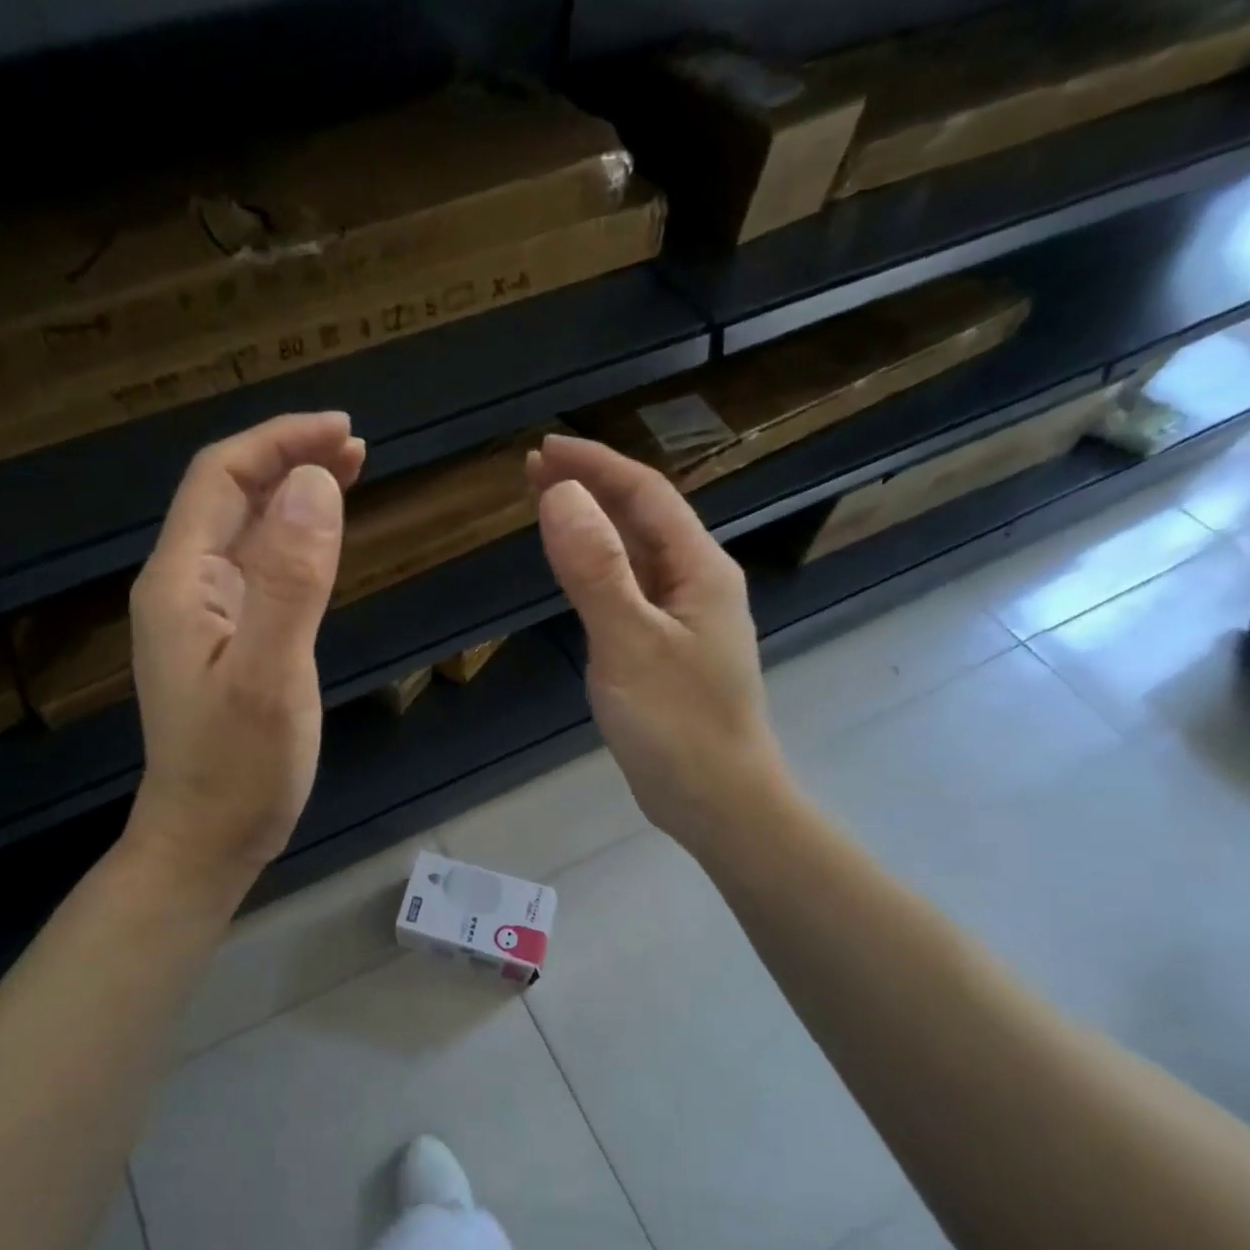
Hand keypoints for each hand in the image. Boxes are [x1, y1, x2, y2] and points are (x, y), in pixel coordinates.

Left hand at [125, 412, 364, 888]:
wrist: (207, 841)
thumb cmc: (239, 770)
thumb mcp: (269, 675)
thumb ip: (290, 580)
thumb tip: (314, 483)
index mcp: (181, 582)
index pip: (221, 477)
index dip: (280, 442)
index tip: (345, 431)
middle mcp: (184, 587)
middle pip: (230, 496)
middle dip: (289, 459)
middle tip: (358, 449)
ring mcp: (204, 617)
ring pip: (246, 532)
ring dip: (293, 496)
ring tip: (349, 475)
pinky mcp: (228, 643)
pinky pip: (258, 570)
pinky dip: (294, 541)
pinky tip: (322, 541)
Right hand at [529, 434, 786, 853]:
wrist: (717, 801)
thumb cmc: (678, 725)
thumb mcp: (629, 642)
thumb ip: (596, 569)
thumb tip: (561, 494)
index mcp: (700, 569)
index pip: (646, 495)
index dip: (596, 465)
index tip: (544, 448)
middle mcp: (697, 583)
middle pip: (642, 518)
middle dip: (591, 487)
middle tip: (532, 470)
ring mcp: (683, 619)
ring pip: (635, 554)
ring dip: (593, 524)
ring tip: (546, 506)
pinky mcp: (666, 650)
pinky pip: (629, 590)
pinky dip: (598, 568)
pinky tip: (577, 571)